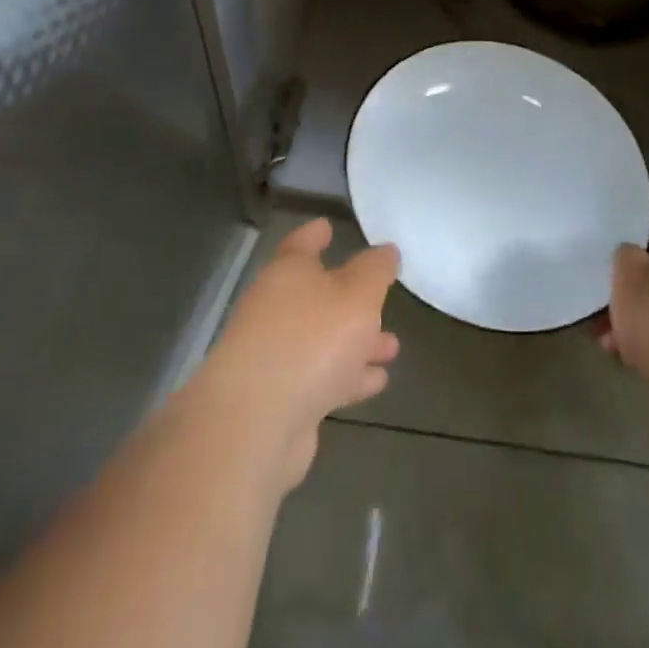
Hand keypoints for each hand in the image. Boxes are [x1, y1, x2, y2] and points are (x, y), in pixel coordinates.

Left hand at [202, 219, 400, 488]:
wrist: (256, 422)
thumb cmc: (312, 339)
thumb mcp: (358, 294)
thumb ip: (375, 270)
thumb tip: (385, 251)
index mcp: (287, 273)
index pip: (302, 243)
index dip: (316, 234)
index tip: (328, 226)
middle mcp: (274, 308)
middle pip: (316, 296)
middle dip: (351, 299)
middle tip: (382, 299)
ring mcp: (273, 355)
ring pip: (323, 340)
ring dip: (357, 342)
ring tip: (392, 347)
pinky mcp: (279, 398)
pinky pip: (321, 377)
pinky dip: (347, 376)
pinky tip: (376, 381)